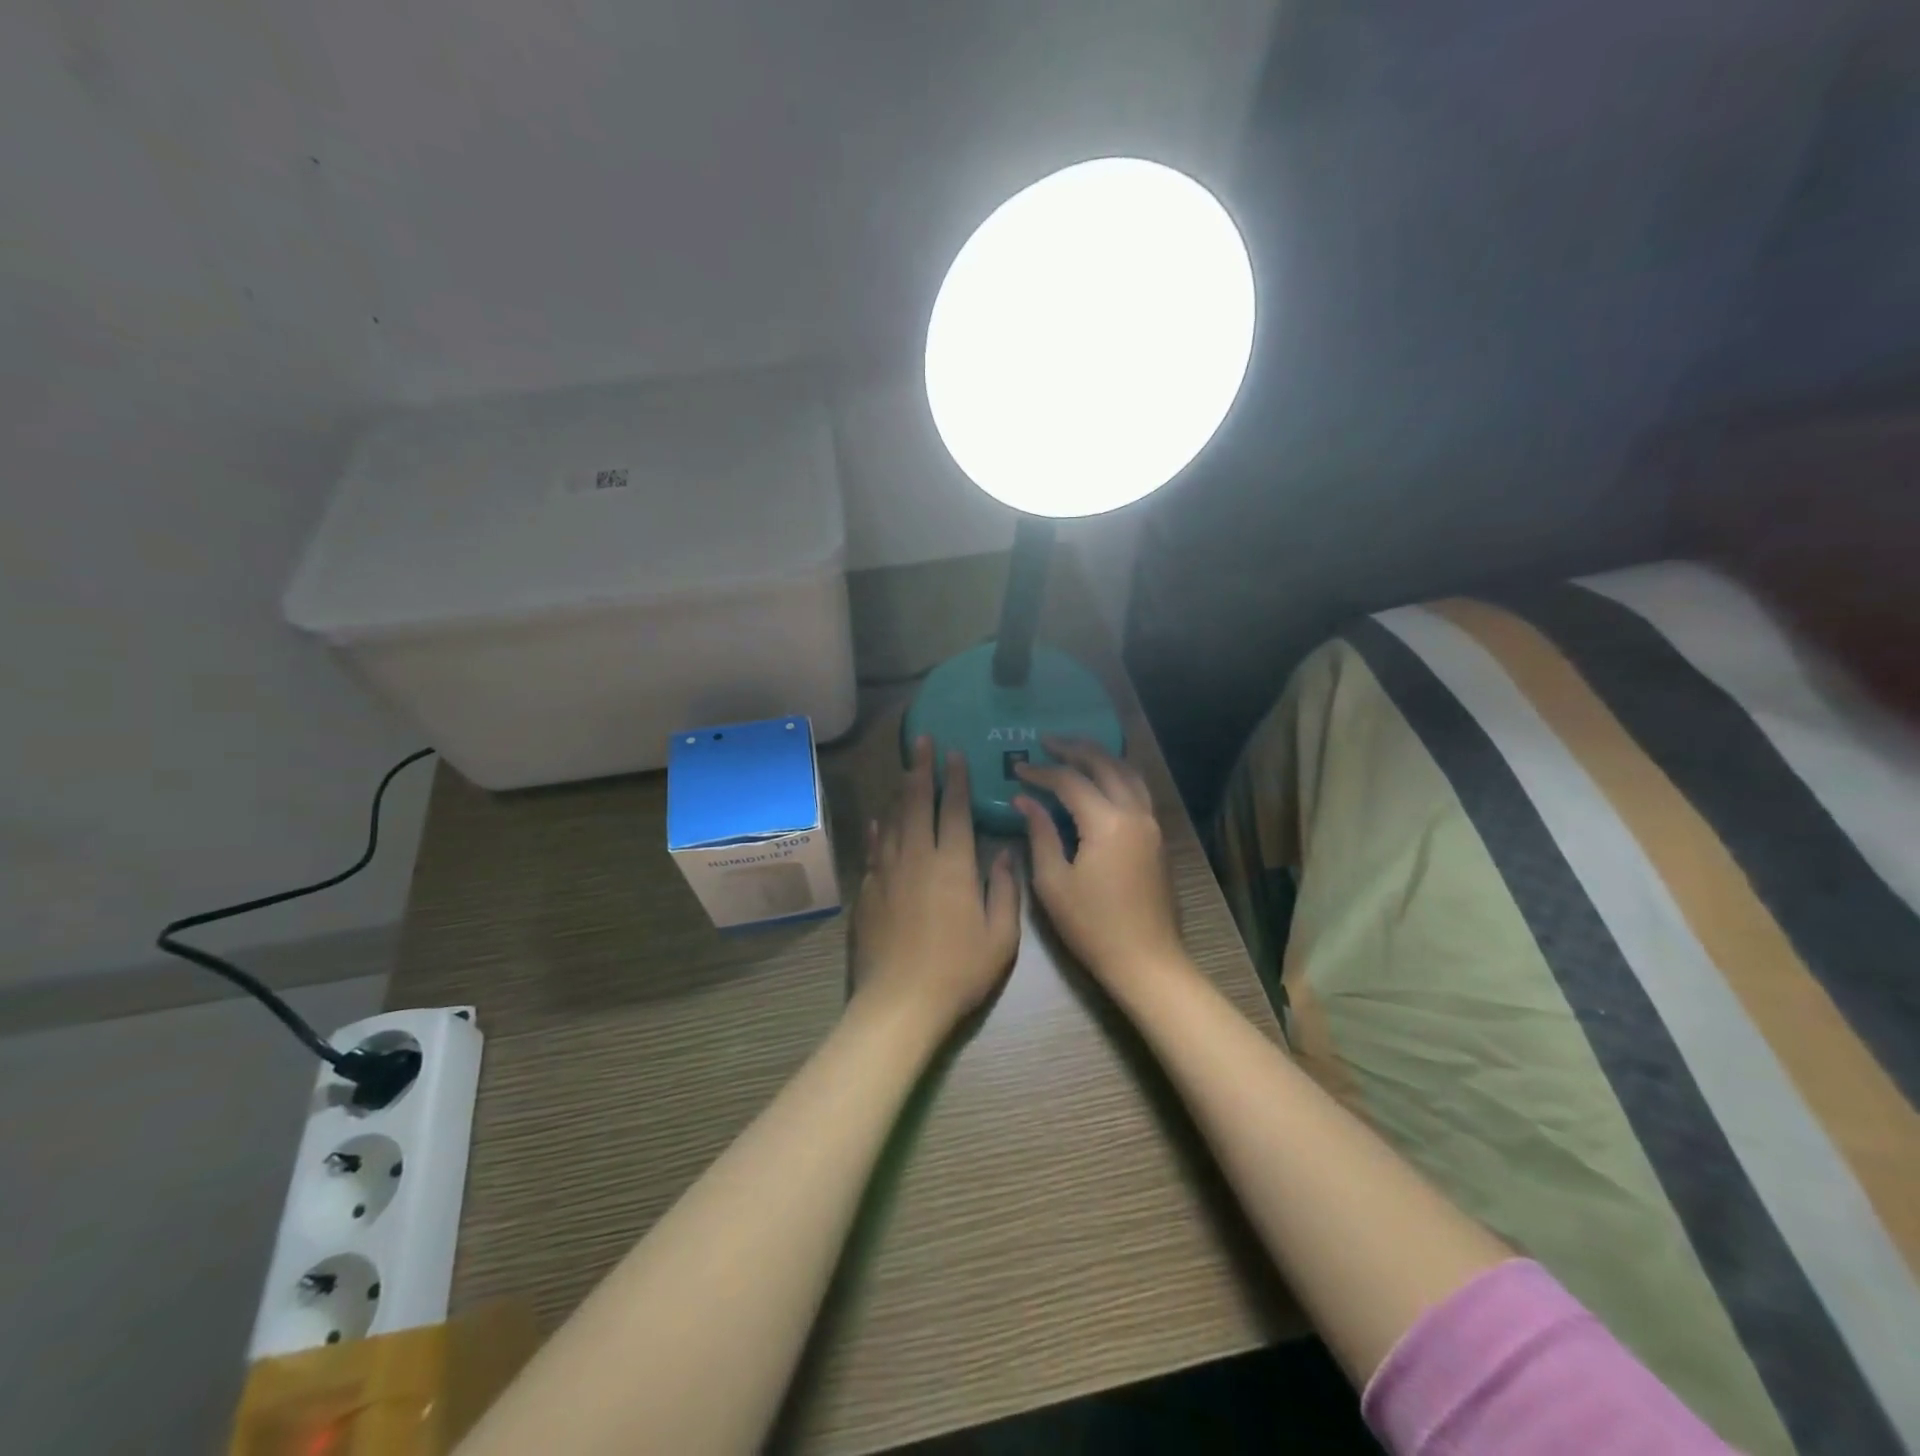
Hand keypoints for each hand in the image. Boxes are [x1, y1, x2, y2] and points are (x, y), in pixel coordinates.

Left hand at [853, 736, 1019, 1034]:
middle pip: (916, 803)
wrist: (900, 1002)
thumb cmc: (959, 970)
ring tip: (904, 769)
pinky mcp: (868, 891)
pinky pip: (873, 850)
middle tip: (921, 741)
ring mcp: (887, 873)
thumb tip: (1003, 851)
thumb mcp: (1000, 936)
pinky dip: (877, 831)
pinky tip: (878, 821)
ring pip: (892, 821)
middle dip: (921, 769)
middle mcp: (916, 858)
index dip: (955, 779)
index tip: (955, 753)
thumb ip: (1004, 888)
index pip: (953, 809)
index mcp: (953, 865)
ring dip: (899, 792)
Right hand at [1013, 738, 1185, 990]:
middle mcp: (1135, 813)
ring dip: (1101, 757)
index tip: (1017, 769)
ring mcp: (1152, 824)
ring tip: (1075, 751)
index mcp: (1107, 823)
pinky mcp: (1158, 838)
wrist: (1146, 960)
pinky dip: (1118, 775)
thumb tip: (1025, 801)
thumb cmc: (1092, 926)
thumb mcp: (1053, 882)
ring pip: (1128, 773)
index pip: (1070, 782)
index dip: (1041, 772)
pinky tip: (1102, 780)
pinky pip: (1138, 790)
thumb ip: (1041, 833)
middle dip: (1075, 749)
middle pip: (1105, 764)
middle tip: (1047, 741)